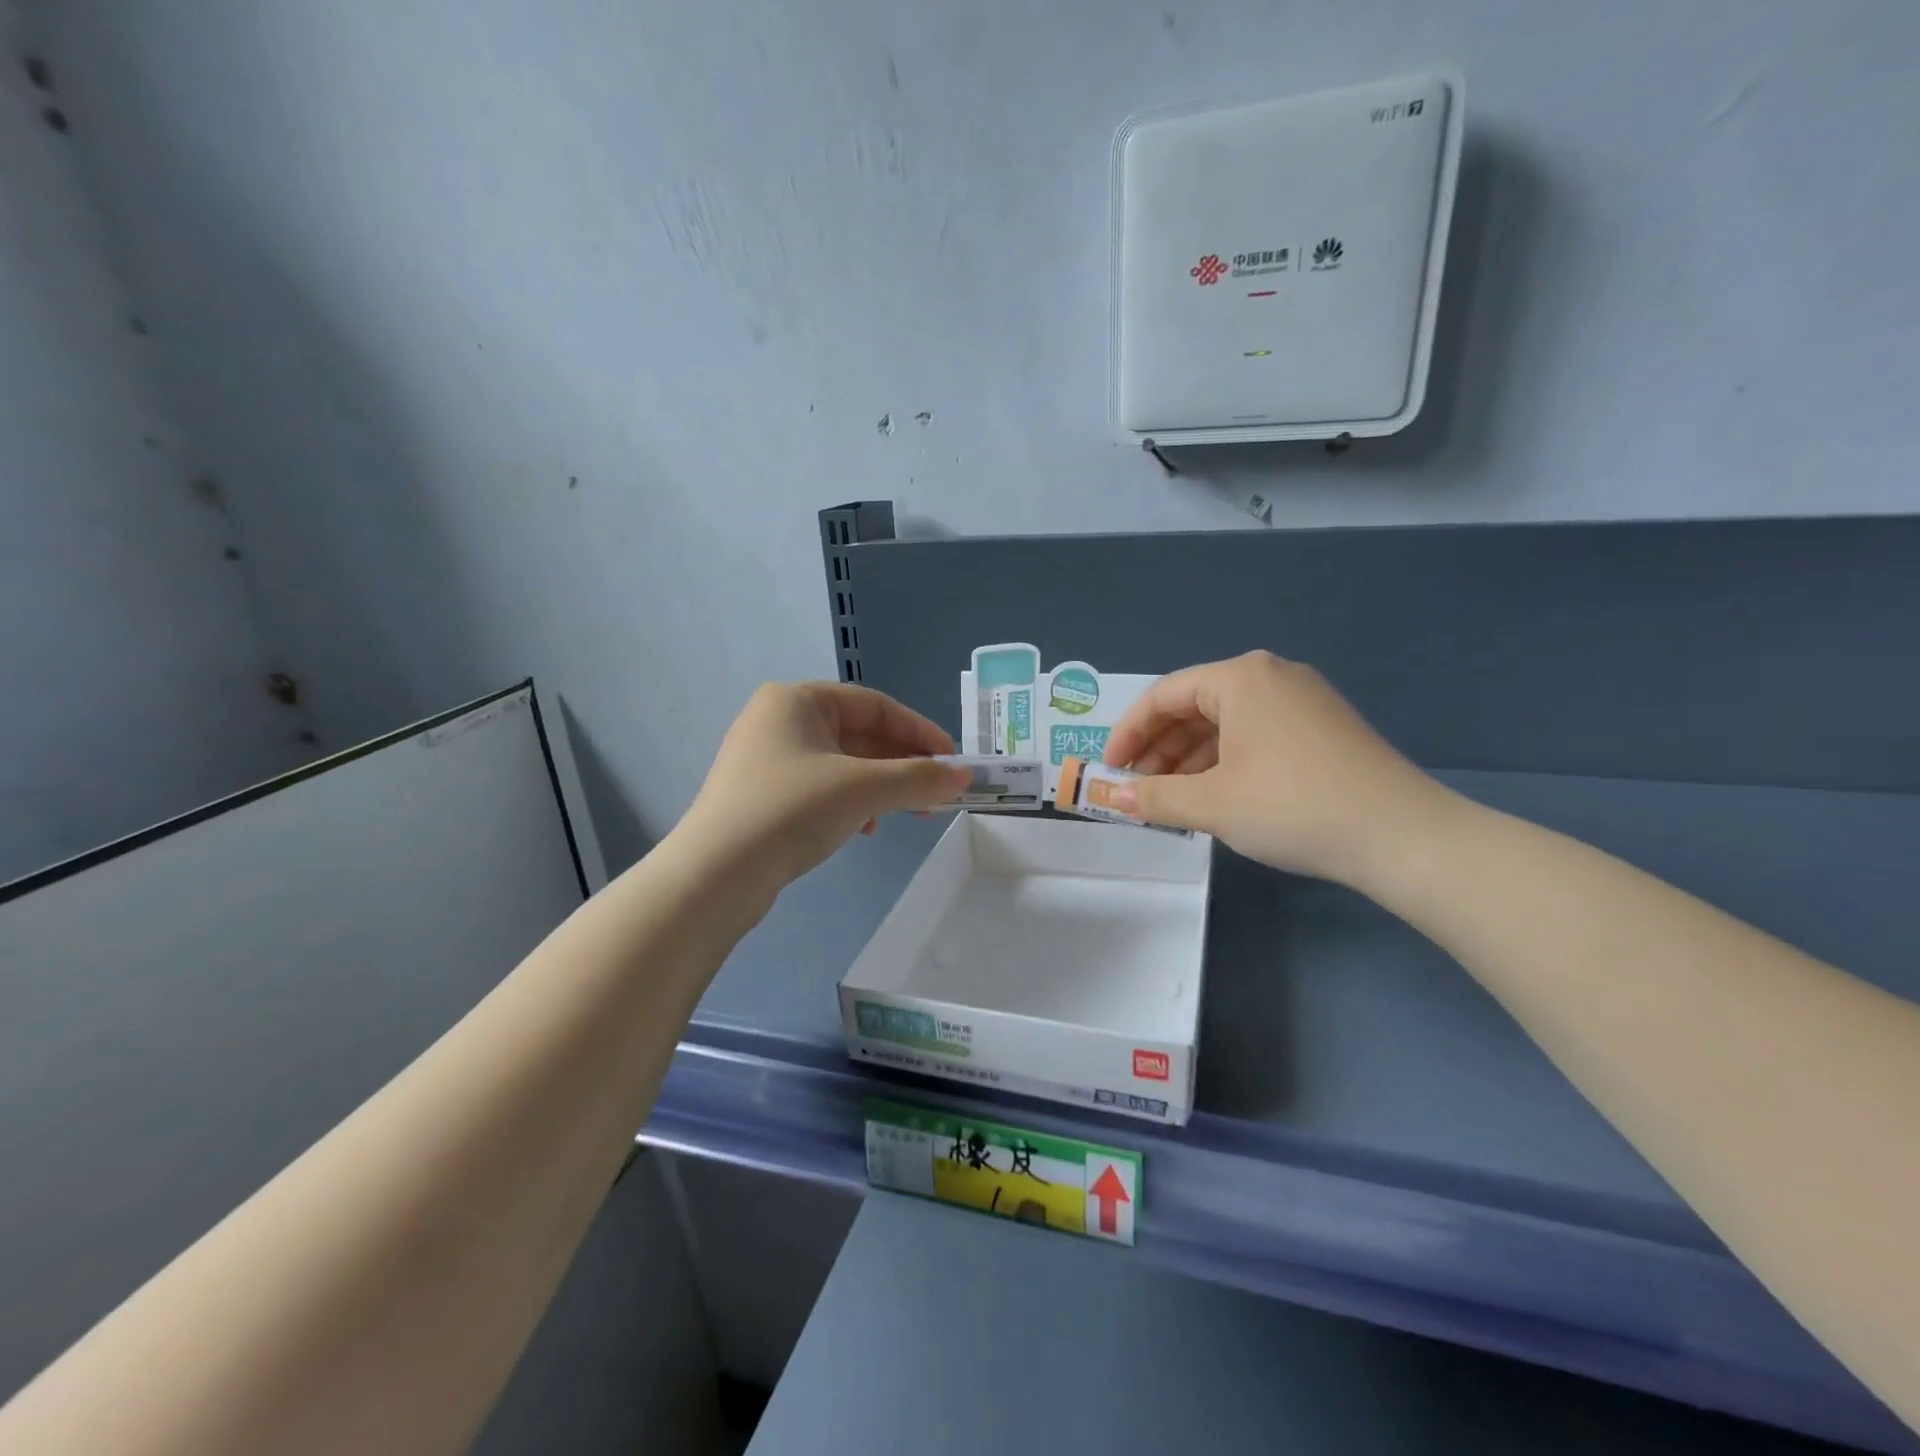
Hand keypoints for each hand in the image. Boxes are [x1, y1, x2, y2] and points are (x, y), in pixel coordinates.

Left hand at [676, 682, 971, 889]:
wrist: (715, 875)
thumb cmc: (791, 810)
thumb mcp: (862, 789)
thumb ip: (918, 779)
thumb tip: (964, 777)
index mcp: (798, 699)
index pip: (875, 705)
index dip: (920, 732)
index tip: (952, 761)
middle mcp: (780, 720)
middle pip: (860, 735)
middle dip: (902, 765)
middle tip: (937, 794)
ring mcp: (767, 759)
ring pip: (844, 764)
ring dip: (882, 787)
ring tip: (907, 815)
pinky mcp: (763, 795)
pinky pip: (822, 788)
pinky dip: (852, 803)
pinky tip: (865, 829)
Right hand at [1101, 652, 1456, 886]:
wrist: (1403, 837)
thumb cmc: (1292, 806)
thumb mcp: (1212, 803)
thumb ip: (1154, 796)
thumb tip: (1111, 794)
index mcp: (1241, 678)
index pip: (1164, 695)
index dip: (1128, 732)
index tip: (1109, 769)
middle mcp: (1271, 677)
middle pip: (1194, 707)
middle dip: (1159, 749)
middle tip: (1138, 789)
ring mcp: (1303, 702)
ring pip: (1225, 724)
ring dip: (1190, 760)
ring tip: (1171, 800)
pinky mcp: (1322, 730)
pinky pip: (1255, 737)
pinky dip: (1224, 763)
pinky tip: (1215, 797)